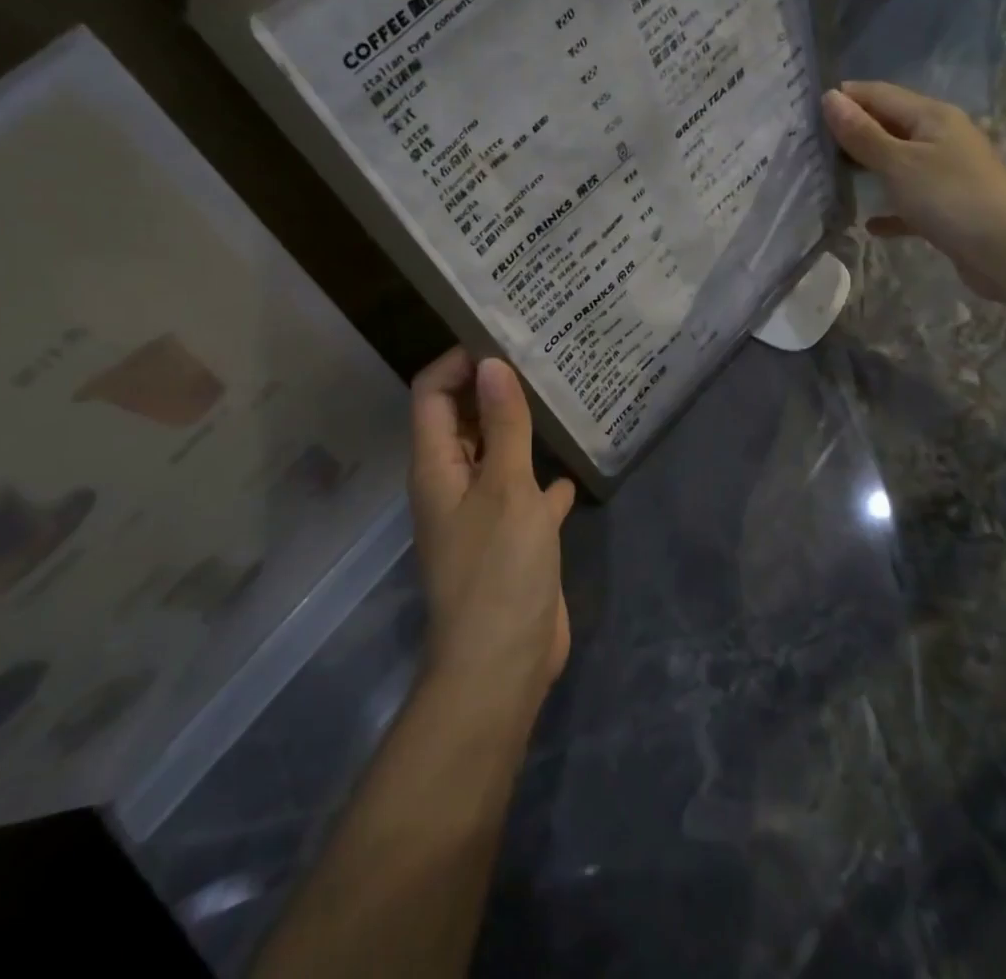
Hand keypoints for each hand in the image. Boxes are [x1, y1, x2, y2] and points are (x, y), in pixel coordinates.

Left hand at [408, 349, 574, 725]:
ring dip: (518, 428)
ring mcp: (480, 513)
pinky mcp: (509, 538)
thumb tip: (492, 363)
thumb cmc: (499, 570)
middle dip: (492, 388)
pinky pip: (523, 491)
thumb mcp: (506, 488)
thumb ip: (504, 425)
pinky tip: (572, 467)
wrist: (502, 665)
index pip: (433, 393)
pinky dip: (541, 476)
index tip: (502, 340)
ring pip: (496, 454)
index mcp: (437, 466)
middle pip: (462, 419)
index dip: (459, 363)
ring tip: (557, 398)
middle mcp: (452, 483)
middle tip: (539, 358)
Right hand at [822, 81, 1005, 303]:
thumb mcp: (898, 163)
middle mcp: (941, 137)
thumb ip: (862, 134)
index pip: (880, 94)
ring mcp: (947, 173)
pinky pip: (910, 202)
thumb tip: (830, 98)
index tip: (805, 109)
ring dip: (868, 168)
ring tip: (828, 177)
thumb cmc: (950, 197)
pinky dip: (890, 208)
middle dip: (853, 132)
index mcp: (932, 116)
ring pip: (898, 163)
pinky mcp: (949, 208)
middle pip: (889, 126)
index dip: (846, 97)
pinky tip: (869, 223)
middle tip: (809, 144)